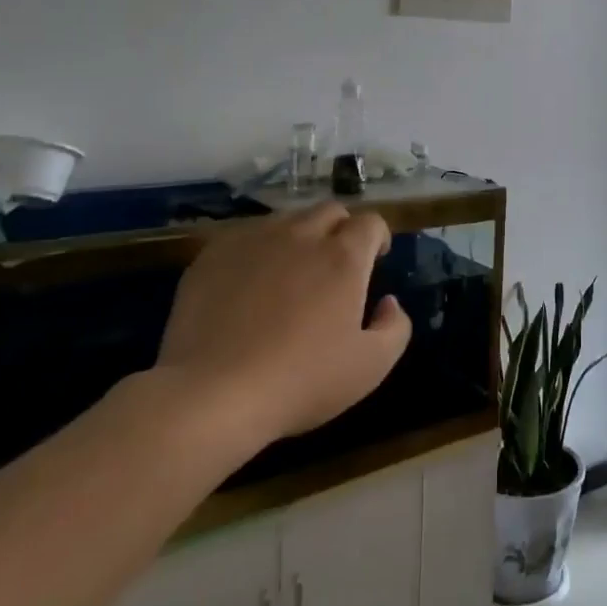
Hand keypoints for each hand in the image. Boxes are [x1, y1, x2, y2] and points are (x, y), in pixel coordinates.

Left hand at [156, 202, 410, 450]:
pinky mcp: (213, 255)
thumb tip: (388, 302)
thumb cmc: (301, 381)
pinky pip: (245, 238)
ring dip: (300, 237)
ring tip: (291, 274)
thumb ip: (395, 327)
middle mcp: (301, 236)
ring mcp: (253, 241)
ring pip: (287, 221)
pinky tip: (249, 286)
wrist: (212, 395)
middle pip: (330, 211)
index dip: (377, 236)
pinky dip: (258, 252)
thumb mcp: (371, 366)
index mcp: (343, 257)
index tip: (375, 259)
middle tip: (336, 265)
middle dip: (341, 229)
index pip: (370, 222)